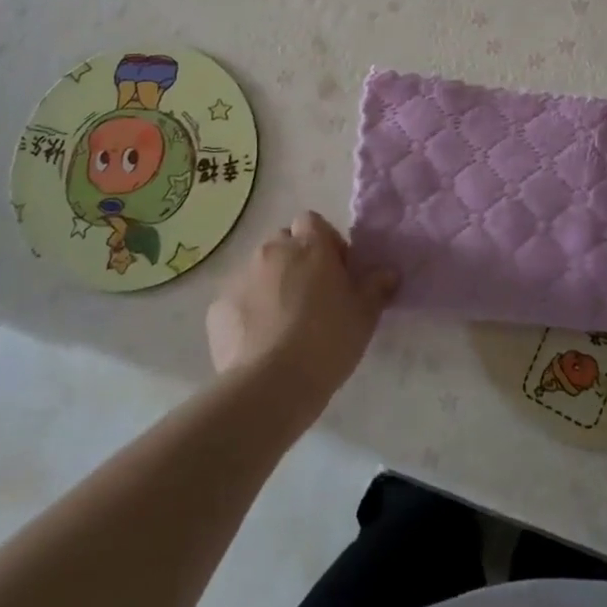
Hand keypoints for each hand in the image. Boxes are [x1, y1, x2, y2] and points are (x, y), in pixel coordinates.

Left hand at [206, 212, 395, 413]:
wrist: (271, 384)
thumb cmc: (327, 341)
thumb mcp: (365, 315)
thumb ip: (377, 287)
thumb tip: (388, 272)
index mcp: (309, 246)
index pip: (311, 222)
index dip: (324, 242)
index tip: (335, 271)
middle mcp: (271, 251)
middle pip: (283, 243)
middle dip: (295, 261)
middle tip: (311, 297)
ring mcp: (240, 277)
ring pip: (259, 271)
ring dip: (271, 285)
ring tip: (283, 323)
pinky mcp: (218, 307)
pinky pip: (237, 300)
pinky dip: (247, 312)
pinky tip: (259, 341)